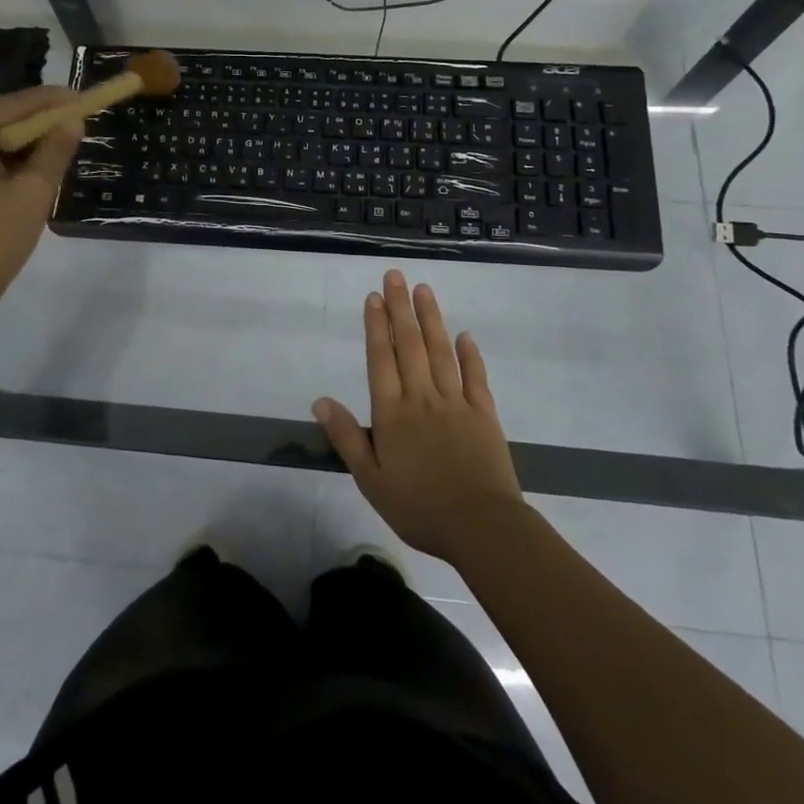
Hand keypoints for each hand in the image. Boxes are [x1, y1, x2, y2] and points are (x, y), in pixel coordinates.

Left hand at [0, 86, 82, 312]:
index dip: (48, 99)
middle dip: (33, 122)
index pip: (11, 105)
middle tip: (68, 126)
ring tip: (50, 151)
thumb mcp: (34, 193)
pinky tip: (19, 172)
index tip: (78, 99)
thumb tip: (72, 122)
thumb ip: (55, 151)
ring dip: (15, 143)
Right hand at [313, 269, 525, 563]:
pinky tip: (464, 335)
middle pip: (409, 345)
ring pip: (440, 352)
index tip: (373, 296)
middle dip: (400, 308)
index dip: (376, 326)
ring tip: (424, 290)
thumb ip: (347, 437)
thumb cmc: (419, 507)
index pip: (381, 359)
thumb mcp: (371, 479)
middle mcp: (422, 398)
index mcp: (392, 413)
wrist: (481, 527)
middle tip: (396, 276)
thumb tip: (319, 401)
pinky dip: (470, 354)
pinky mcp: (484, 415)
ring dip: (431, 319)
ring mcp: (456, 403)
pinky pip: (475, 377)